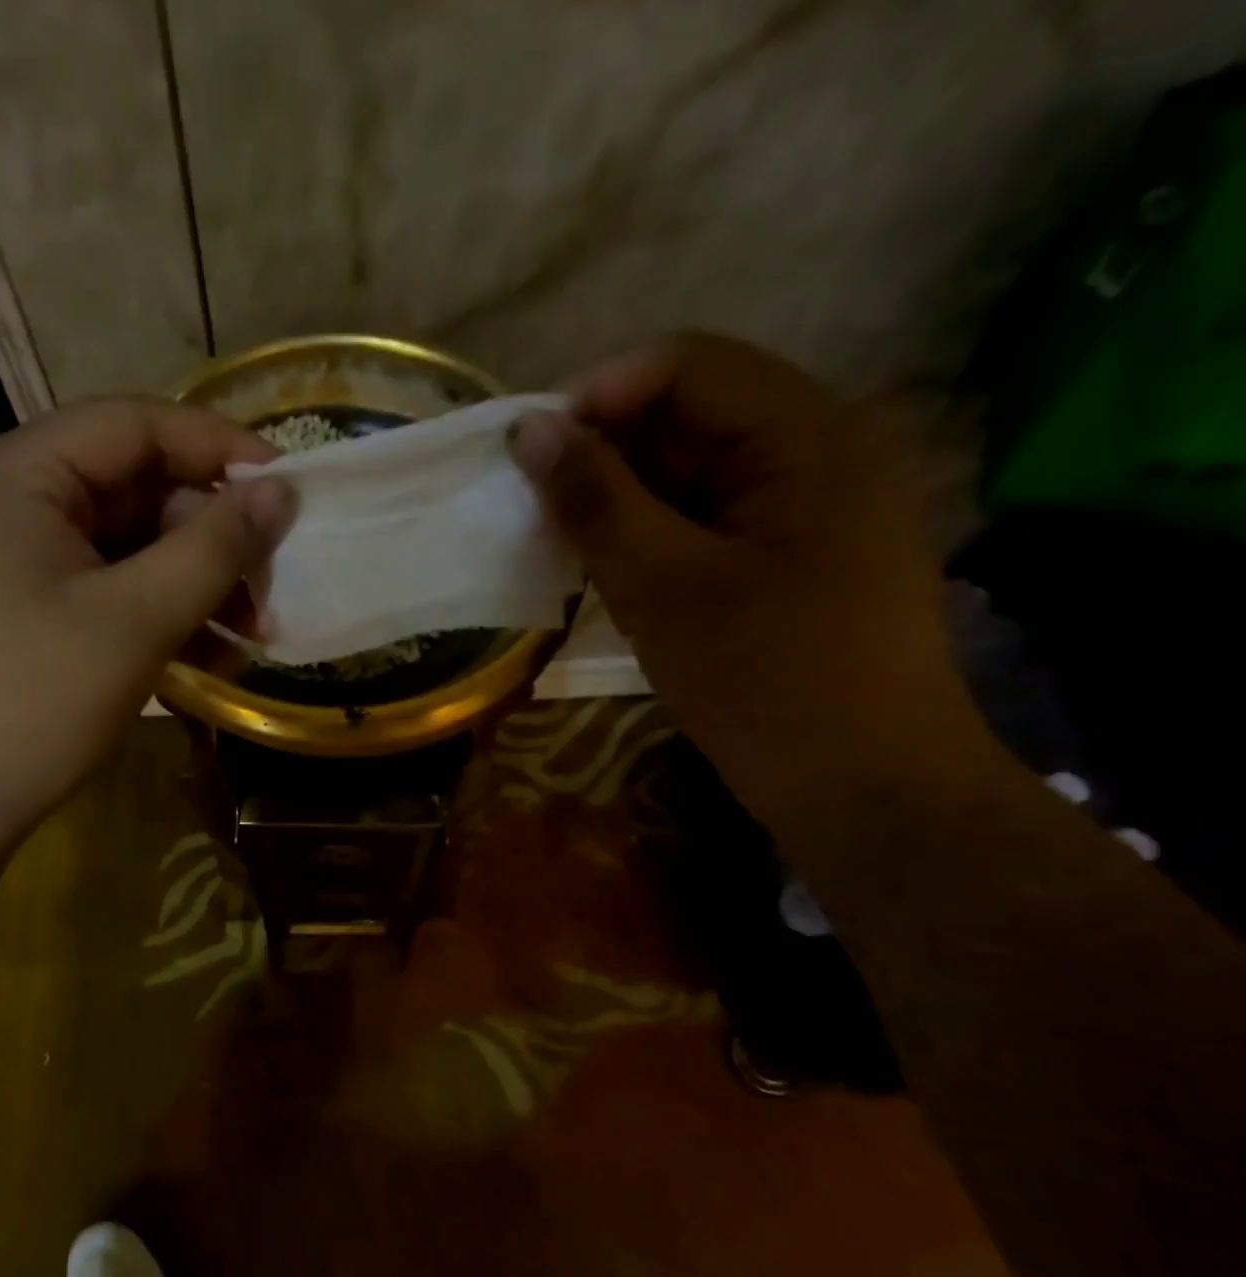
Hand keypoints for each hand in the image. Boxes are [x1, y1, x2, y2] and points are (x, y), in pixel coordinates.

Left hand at [0, 398, 293, 837]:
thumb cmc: (31, 703)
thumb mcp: (136, 619)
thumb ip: (214, 547)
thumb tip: (281, 491)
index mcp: (12, 476)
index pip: (131, 425)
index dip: (217, 447)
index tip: (286, 486)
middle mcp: (2, 503)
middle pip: (131, 490)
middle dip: (210, 538)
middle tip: (271, 586)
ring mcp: (5, 562)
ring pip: (122, 548)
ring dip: (193, 584)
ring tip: (254, 634)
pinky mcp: (16, 613)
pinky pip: (100, 591)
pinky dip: (155, 615)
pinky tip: (209, 657)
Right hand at [508, 334, 967, 813]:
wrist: (865, 793)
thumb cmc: (766, 684)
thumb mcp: (663, 588)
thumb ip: (595, 501)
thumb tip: (529, 429)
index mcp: (810, 436)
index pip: (688, 365)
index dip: (598, 395)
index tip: (529, 454)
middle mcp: (820, 452)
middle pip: (692, 413)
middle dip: (605, 452)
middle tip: (537, 508)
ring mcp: (810, 507)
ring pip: (694, 470)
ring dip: (623, 498)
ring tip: (563, 544)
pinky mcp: (793, 554)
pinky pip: (709, 517)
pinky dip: (652, 534)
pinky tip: (611, 571)